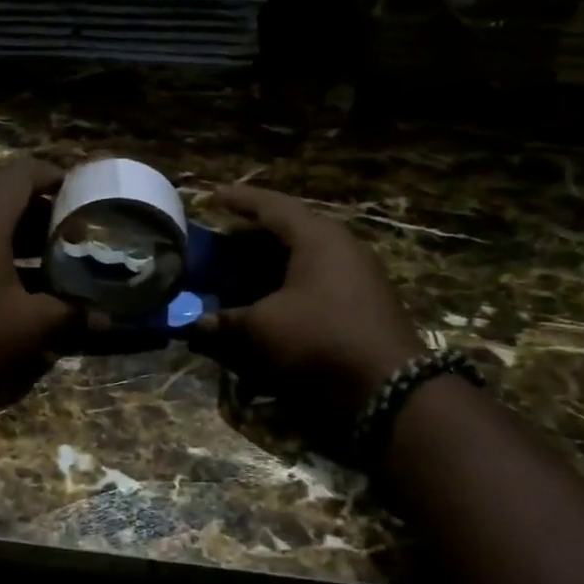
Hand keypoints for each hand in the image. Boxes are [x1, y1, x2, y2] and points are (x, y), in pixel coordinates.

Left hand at [0, 157, 76, 432]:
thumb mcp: (30, 325)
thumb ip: (71, 316)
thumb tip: (107, 319)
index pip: (22, 175)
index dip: (55, 176)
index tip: (84, 192)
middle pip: (6, 204)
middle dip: (45, 217)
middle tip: (78, 237)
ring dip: (23, 246)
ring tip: (58, 268)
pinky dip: (2, 266)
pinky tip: (22, 297)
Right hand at [190, 185, 423, 418]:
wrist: (388, 388)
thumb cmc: (318, 340)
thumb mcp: (261, 330)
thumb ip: (224, 323)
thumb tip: (195, 325)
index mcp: (318, 238)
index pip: (273, 206)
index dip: (240, 200)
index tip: (214, 196)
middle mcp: (342, 248)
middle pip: (291, 231)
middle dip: (253, 236)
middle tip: (222, 241)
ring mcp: (358, 276)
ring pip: (305, 258)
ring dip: (271, 264)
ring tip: (240, 272)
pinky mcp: (363, 305)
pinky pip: (317, 282)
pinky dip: (288, 286)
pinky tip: (270, 303)